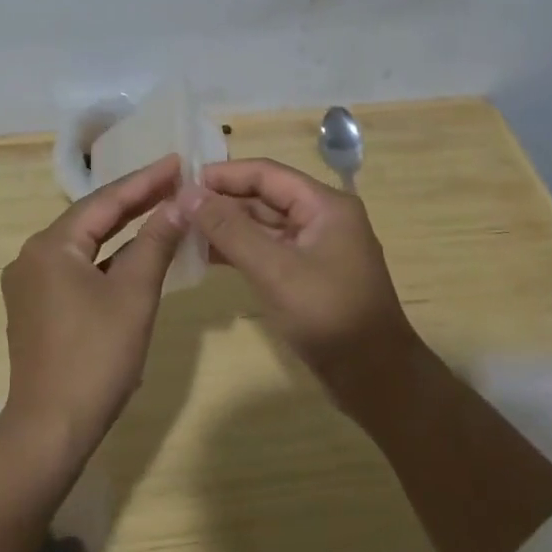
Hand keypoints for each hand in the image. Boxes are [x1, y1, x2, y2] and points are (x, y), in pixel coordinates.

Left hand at [0, 155, 186, 455]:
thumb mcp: (134, 295)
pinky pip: (76, 270)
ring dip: (121, 232)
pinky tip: (132, 258)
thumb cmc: (96, 356)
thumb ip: (156, 243)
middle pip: (90, 220)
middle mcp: (32, 257)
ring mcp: (30, 285)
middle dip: (133, 202)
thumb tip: (180, 203)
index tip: (176, 162)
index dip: (144, 181)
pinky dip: (106, 261)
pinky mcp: (35, 309)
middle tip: (173, 181)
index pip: (104, 201)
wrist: (51, 428)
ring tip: (160, 211)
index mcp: (50, 246)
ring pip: (84, 246)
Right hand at [180, 159, 416, 390]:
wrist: (375, 378)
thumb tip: (187, 194)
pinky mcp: (306, 274)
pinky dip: (238, 249)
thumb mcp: (275, 270)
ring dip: (226, 226)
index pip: (266, 173)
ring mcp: (315, 247)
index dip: (224, 174)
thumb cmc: (329, 316)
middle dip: (222, 200)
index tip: (182, 181)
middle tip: (175, 207)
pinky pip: (267, 250)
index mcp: (325, 205)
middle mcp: (321, 218)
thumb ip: (230, 230)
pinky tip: (205, 255)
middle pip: (264, 196)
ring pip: (263, 224)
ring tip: (182, 229)